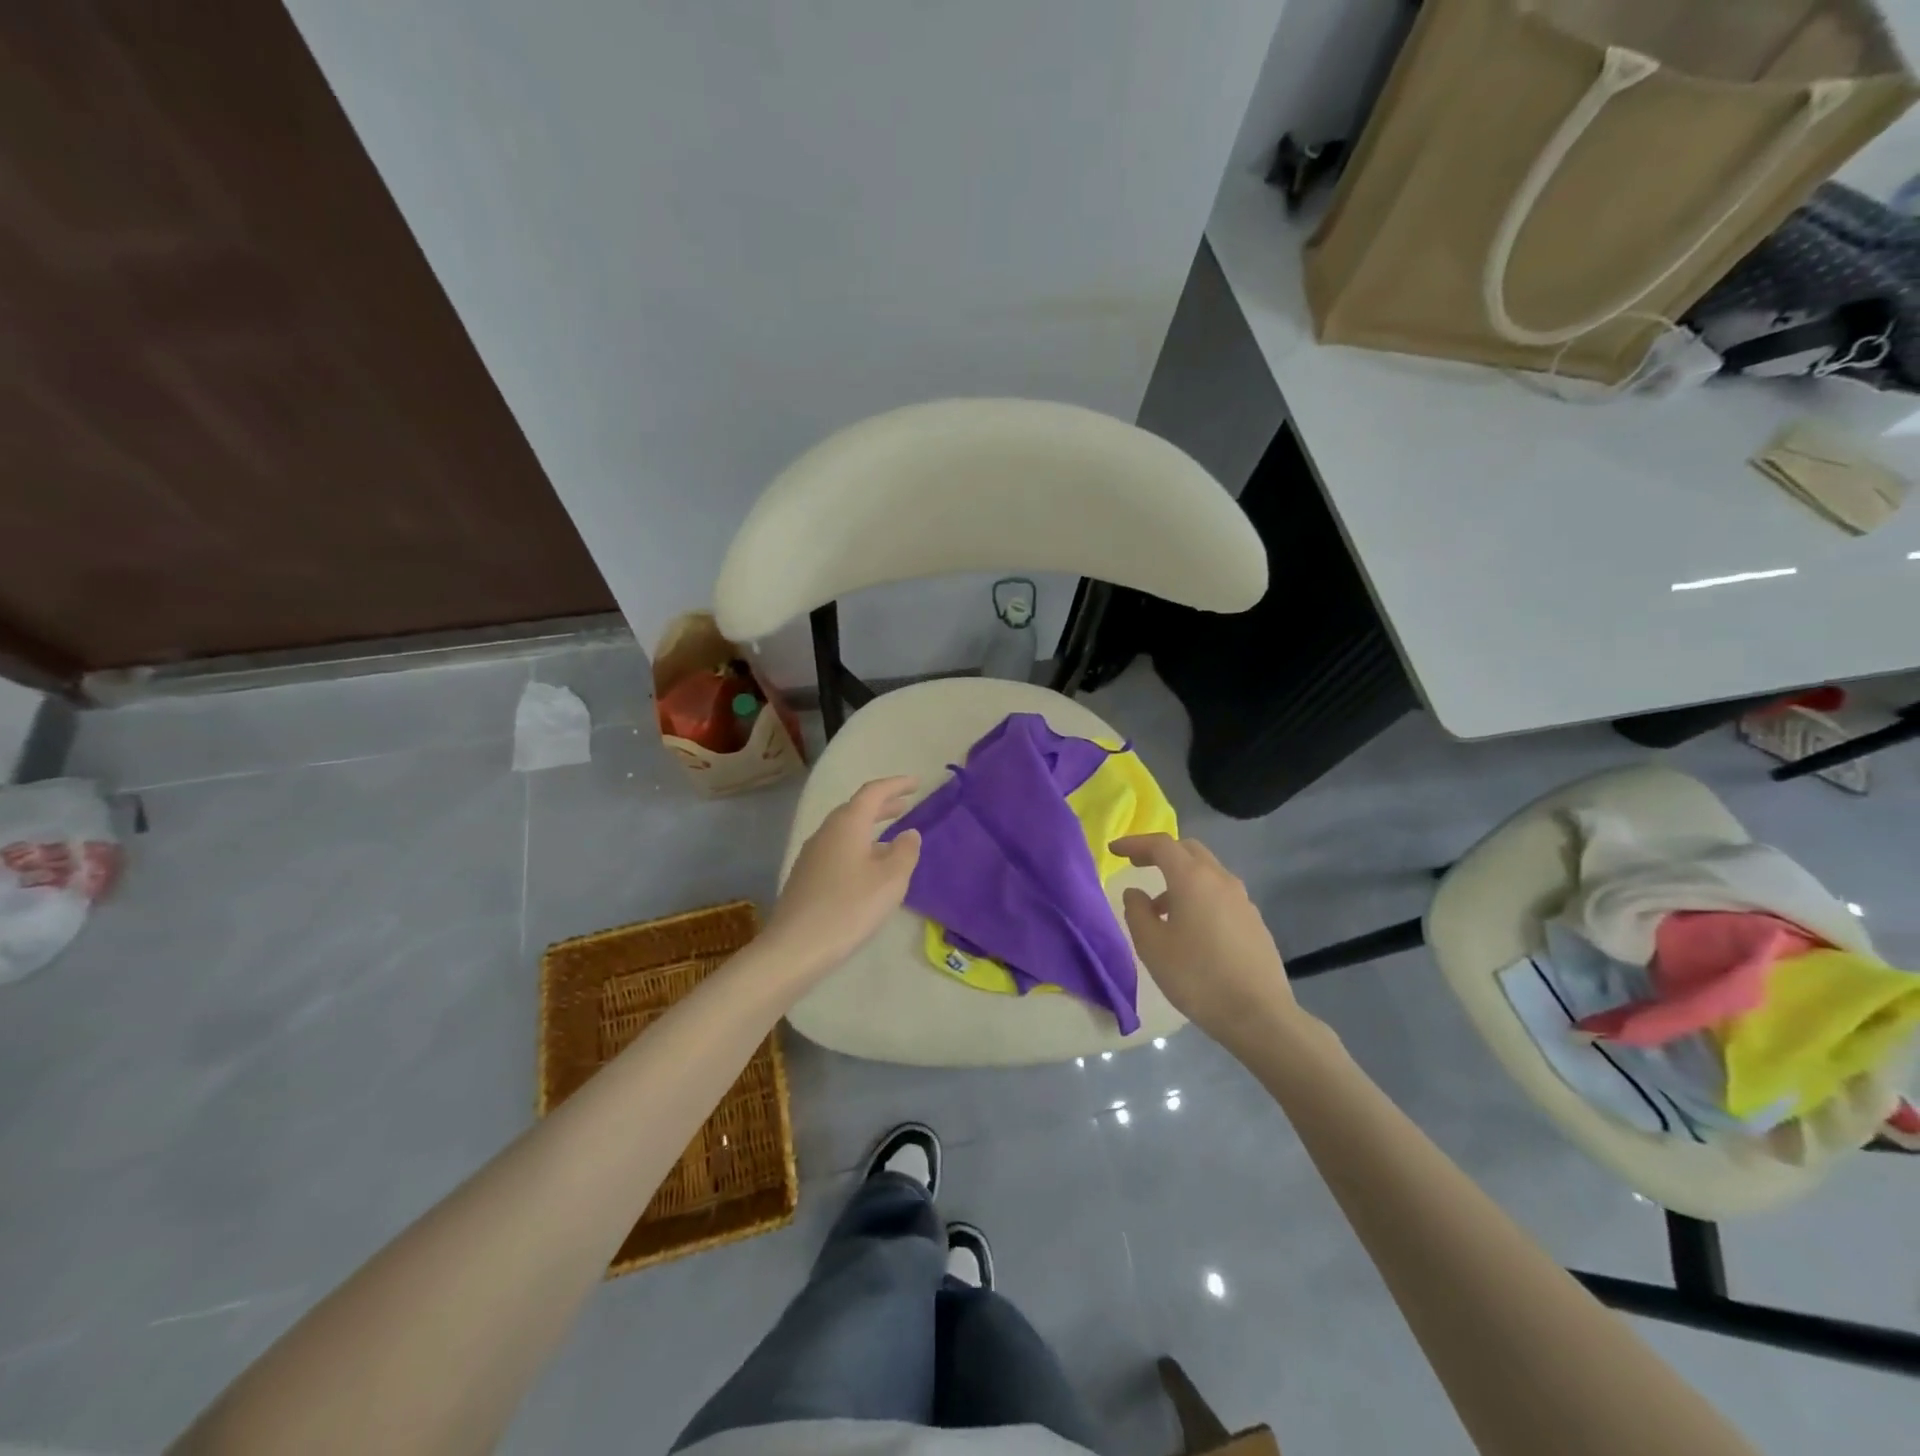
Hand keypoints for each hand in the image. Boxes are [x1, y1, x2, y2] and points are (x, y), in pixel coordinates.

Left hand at [766, 777, 921, 977]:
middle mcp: (826, 832)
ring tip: (891, 837)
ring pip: (845, 830)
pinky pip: (837, 849)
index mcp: (847, 824)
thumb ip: (905, 852)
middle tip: (905, 805)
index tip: (916, 783)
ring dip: (869, 827)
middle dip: (882, 805)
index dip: (896, 785)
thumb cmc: (849, 908)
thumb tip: (909, 833)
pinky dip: (857, 846)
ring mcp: (811, 854)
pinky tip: (867, 867)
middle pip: (856, 809)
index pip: (873, 792)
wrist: (795, 947)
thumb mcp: (890, 880)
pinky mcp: (805, 876)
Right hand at [1111, 834, 1297, 1042]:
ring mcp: (1242, 900)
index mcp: (1192, 879)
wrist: (1258, 1015)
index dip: (1135, 843)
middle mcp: (1220, 880)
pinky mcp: (1254, 921)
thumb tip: (1136, 893)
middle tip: (1137, 865)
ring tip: (1160, 909)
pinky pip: (1220, 894)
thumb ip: (1137, 912)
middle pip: (1188, 850)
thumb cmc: (1196, 977)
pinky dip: (1199, 896)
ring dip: (1180, 878)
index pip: (1161, 845)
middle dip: (1160, 853)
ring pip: (1207, 873)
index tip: (1114, 850)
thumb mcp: (1152, 946)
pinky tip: (1191, 929)